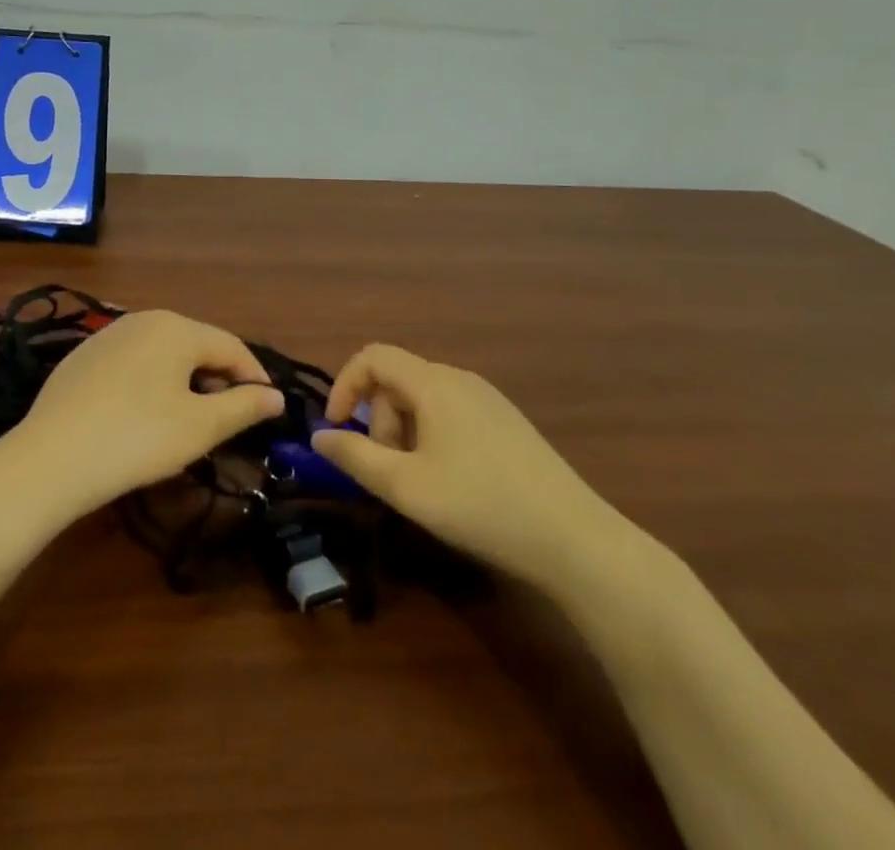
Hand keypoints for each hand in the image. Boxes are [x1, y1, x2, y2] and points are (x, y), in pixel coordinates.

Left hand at [0, 310, 285, 521]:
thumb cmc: (137, 439)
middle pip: (196, 346)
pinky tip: (143, 417)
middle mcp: (143, 319)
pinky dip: (151, 384)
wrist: (49, 459)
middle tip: (229, 421)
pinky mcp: (83, 357)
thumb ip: (243, 406)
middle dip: (218, 380)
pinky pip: (133, 364)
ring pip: (163, 355)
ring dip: (185, 383)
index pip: (232, 347)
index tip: (268, 410)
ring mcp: (108, 336)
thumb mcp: (199, 427)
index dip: (255, 378)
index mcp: (176, 327)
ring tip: (189, 421)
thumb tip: (275, 396)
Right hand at [311, 344, 632, 589]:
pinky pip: (451, 411)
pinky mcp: (507, 421)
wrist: (574, 539)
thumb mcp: (406, 487)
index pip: (372, 357)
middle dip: (378, 420)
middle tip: (385, 471)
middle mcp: (460, 378)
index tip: (338, 430)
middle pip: (398, 380)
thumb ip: (355, 457)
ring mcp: (488, 399)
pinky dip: (431, 435)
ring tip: (417, 482)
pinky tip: (450, 480)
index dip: (345, 386)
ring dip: (404, 431)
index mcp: (433, 383)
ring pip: (424, 398)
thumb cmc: (480, 505)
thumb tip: (319, 436)